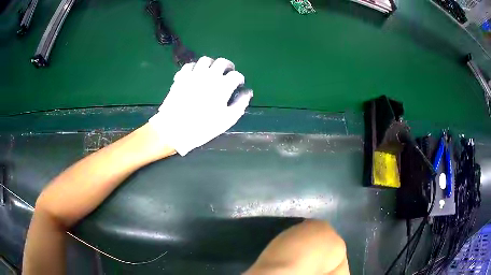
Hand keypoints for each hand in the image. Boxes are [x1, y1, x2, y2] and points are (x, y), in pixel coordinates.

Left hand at [149, 56, 252, 155]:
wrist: (174, 129)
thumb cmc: (202, 127)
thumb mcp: (226, 120)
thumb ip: (240, 104)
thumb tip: (247, 93)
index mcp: (222, 86)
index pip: (235, 75)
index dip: (239, 78)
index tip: (239, 84)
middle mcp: (209, 76)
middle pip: (222, 62)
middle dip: (228, 66)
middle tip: (228, 72)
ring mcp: (193, 74)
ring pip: (205, 60)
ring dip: (211, 64)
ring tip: (212, 71)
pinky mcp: (181, 77)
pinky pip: (189, 66)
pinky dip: (194, 68)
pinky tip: (195, 74)